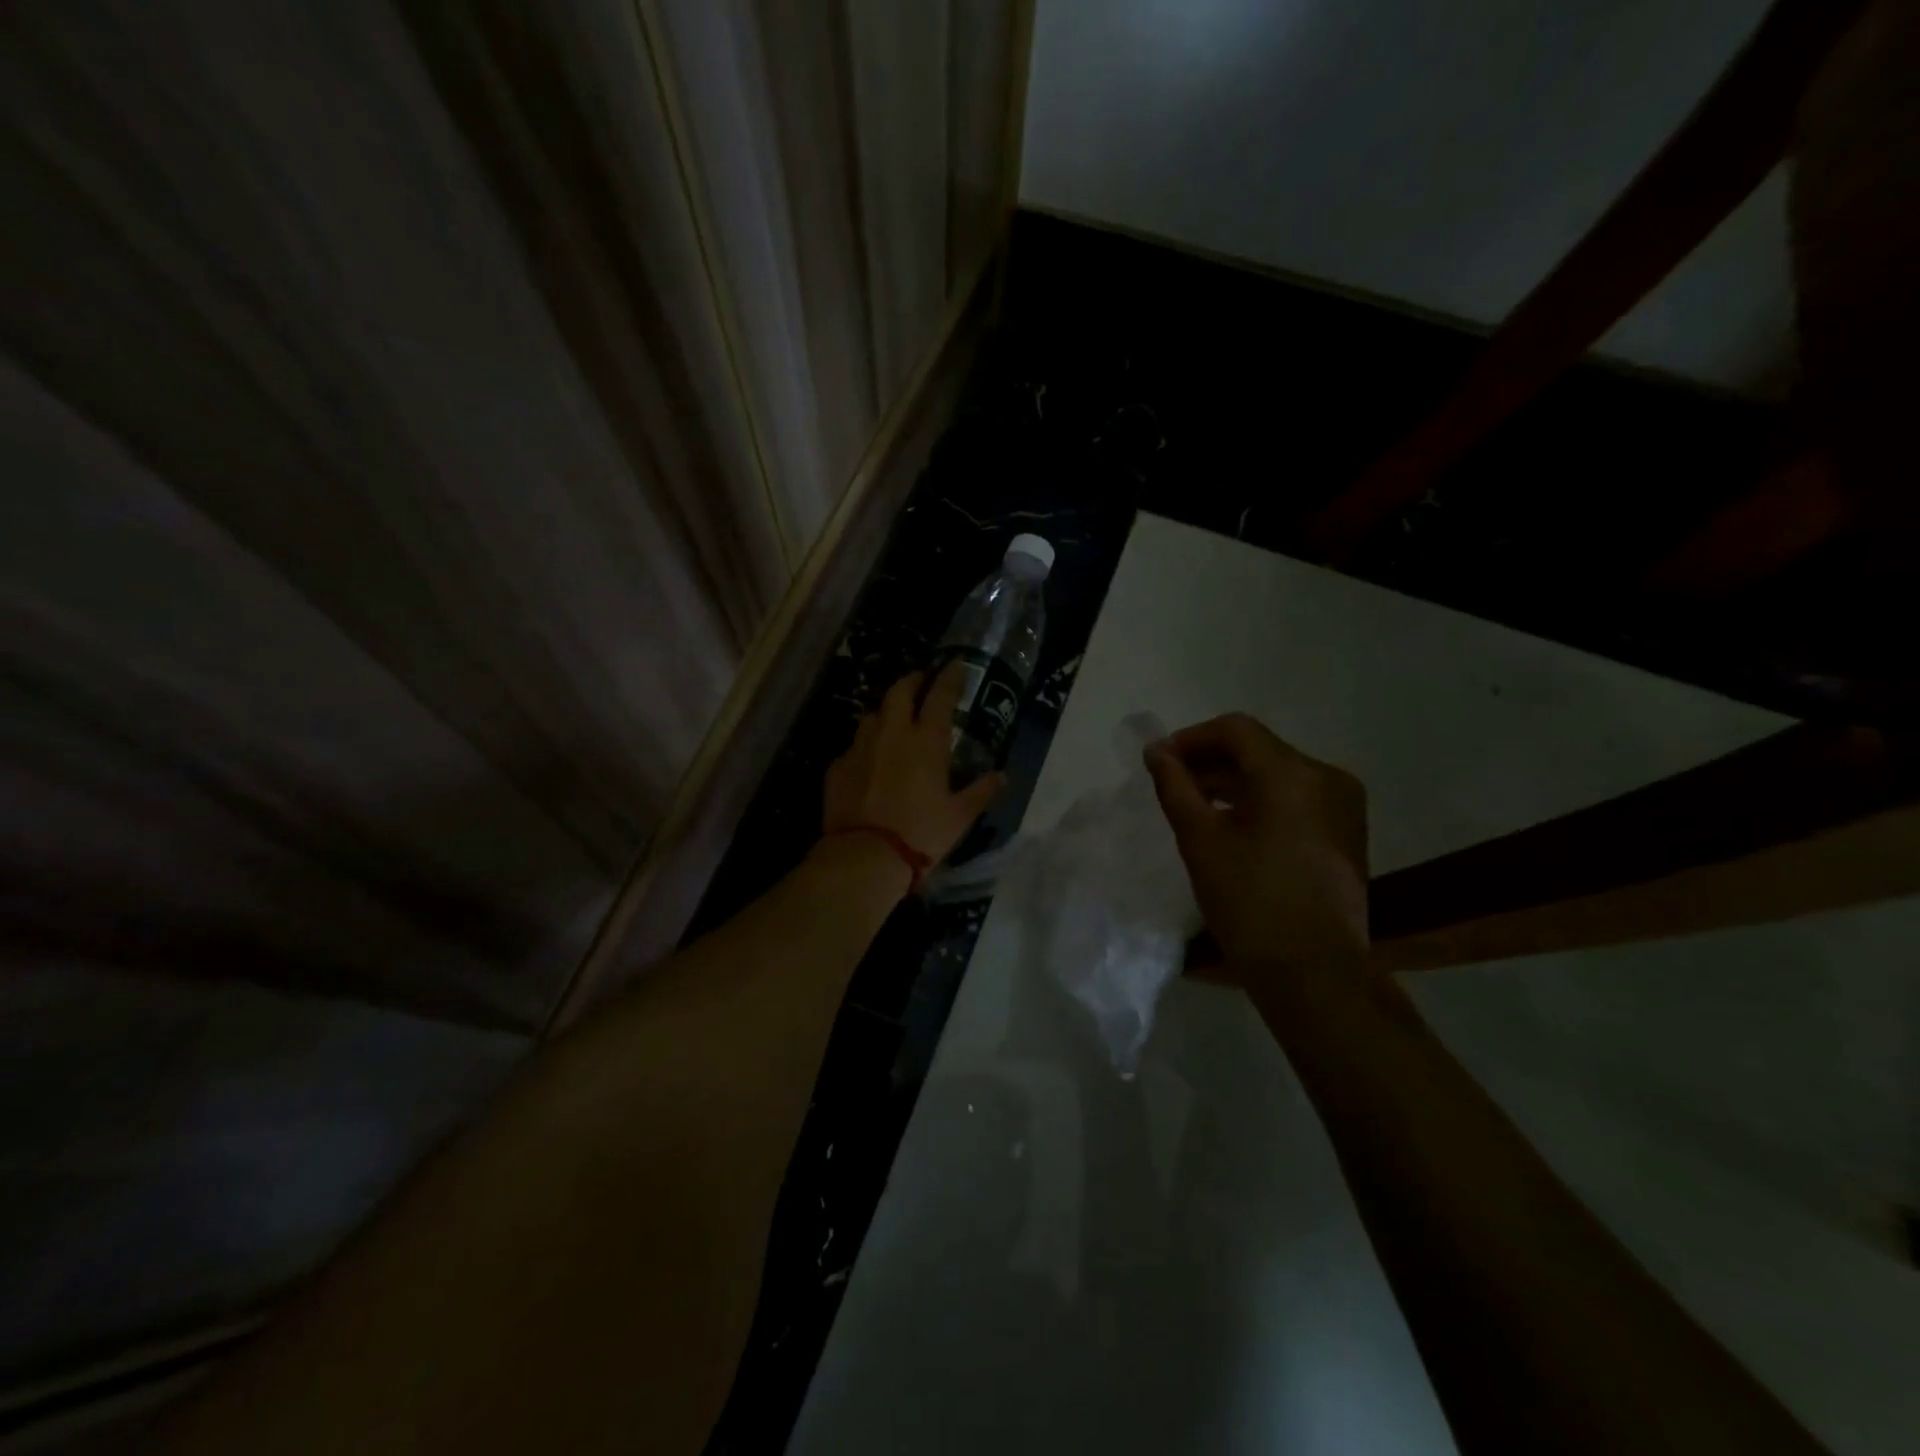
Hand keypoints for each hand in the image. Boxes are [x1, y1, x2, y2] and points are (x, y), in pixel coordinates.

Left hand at [822, 663, 1005, 872]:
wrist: (865, 856)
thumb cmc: (921, 833)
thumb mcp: (960, 816)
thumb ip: (981, 791)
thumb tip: (1001, 776)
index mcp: (925, 741)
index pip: (940, 696)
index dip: (950, 677)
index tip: (956, 663)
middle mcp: (891, 734)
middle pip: (899, 691)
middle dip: (912, 680)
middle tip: (921, 679)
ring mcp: (860, 747)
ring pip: (873, 714)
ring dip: (887, 710)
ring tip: (895, 717)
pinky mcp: (837, 766)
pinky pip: (854, 745)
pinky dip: (866, 745)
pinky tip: (870, 759)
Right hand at [1144, 713, 1368, 976]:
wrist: (1313, 972)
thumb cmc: (1249, 902)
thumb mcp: (1200, 840)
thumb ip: (1175, 786)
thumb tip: (1156, 751)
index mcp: (1292, 774)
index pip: (1236, 730)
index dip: (1192, 738)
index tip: (1160, 761)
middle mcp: (1327, 778)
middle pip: (1260, 750)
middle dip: (1211, 761)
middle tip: (1172, 784)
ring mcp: (1344, 806)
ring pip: (1279, 775)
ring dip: (1235, 782)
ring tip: (1197, 806)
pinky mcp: (1347, 833)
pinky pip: (1297, 799)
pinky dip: (1262, 802)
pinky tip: (1234, 827)